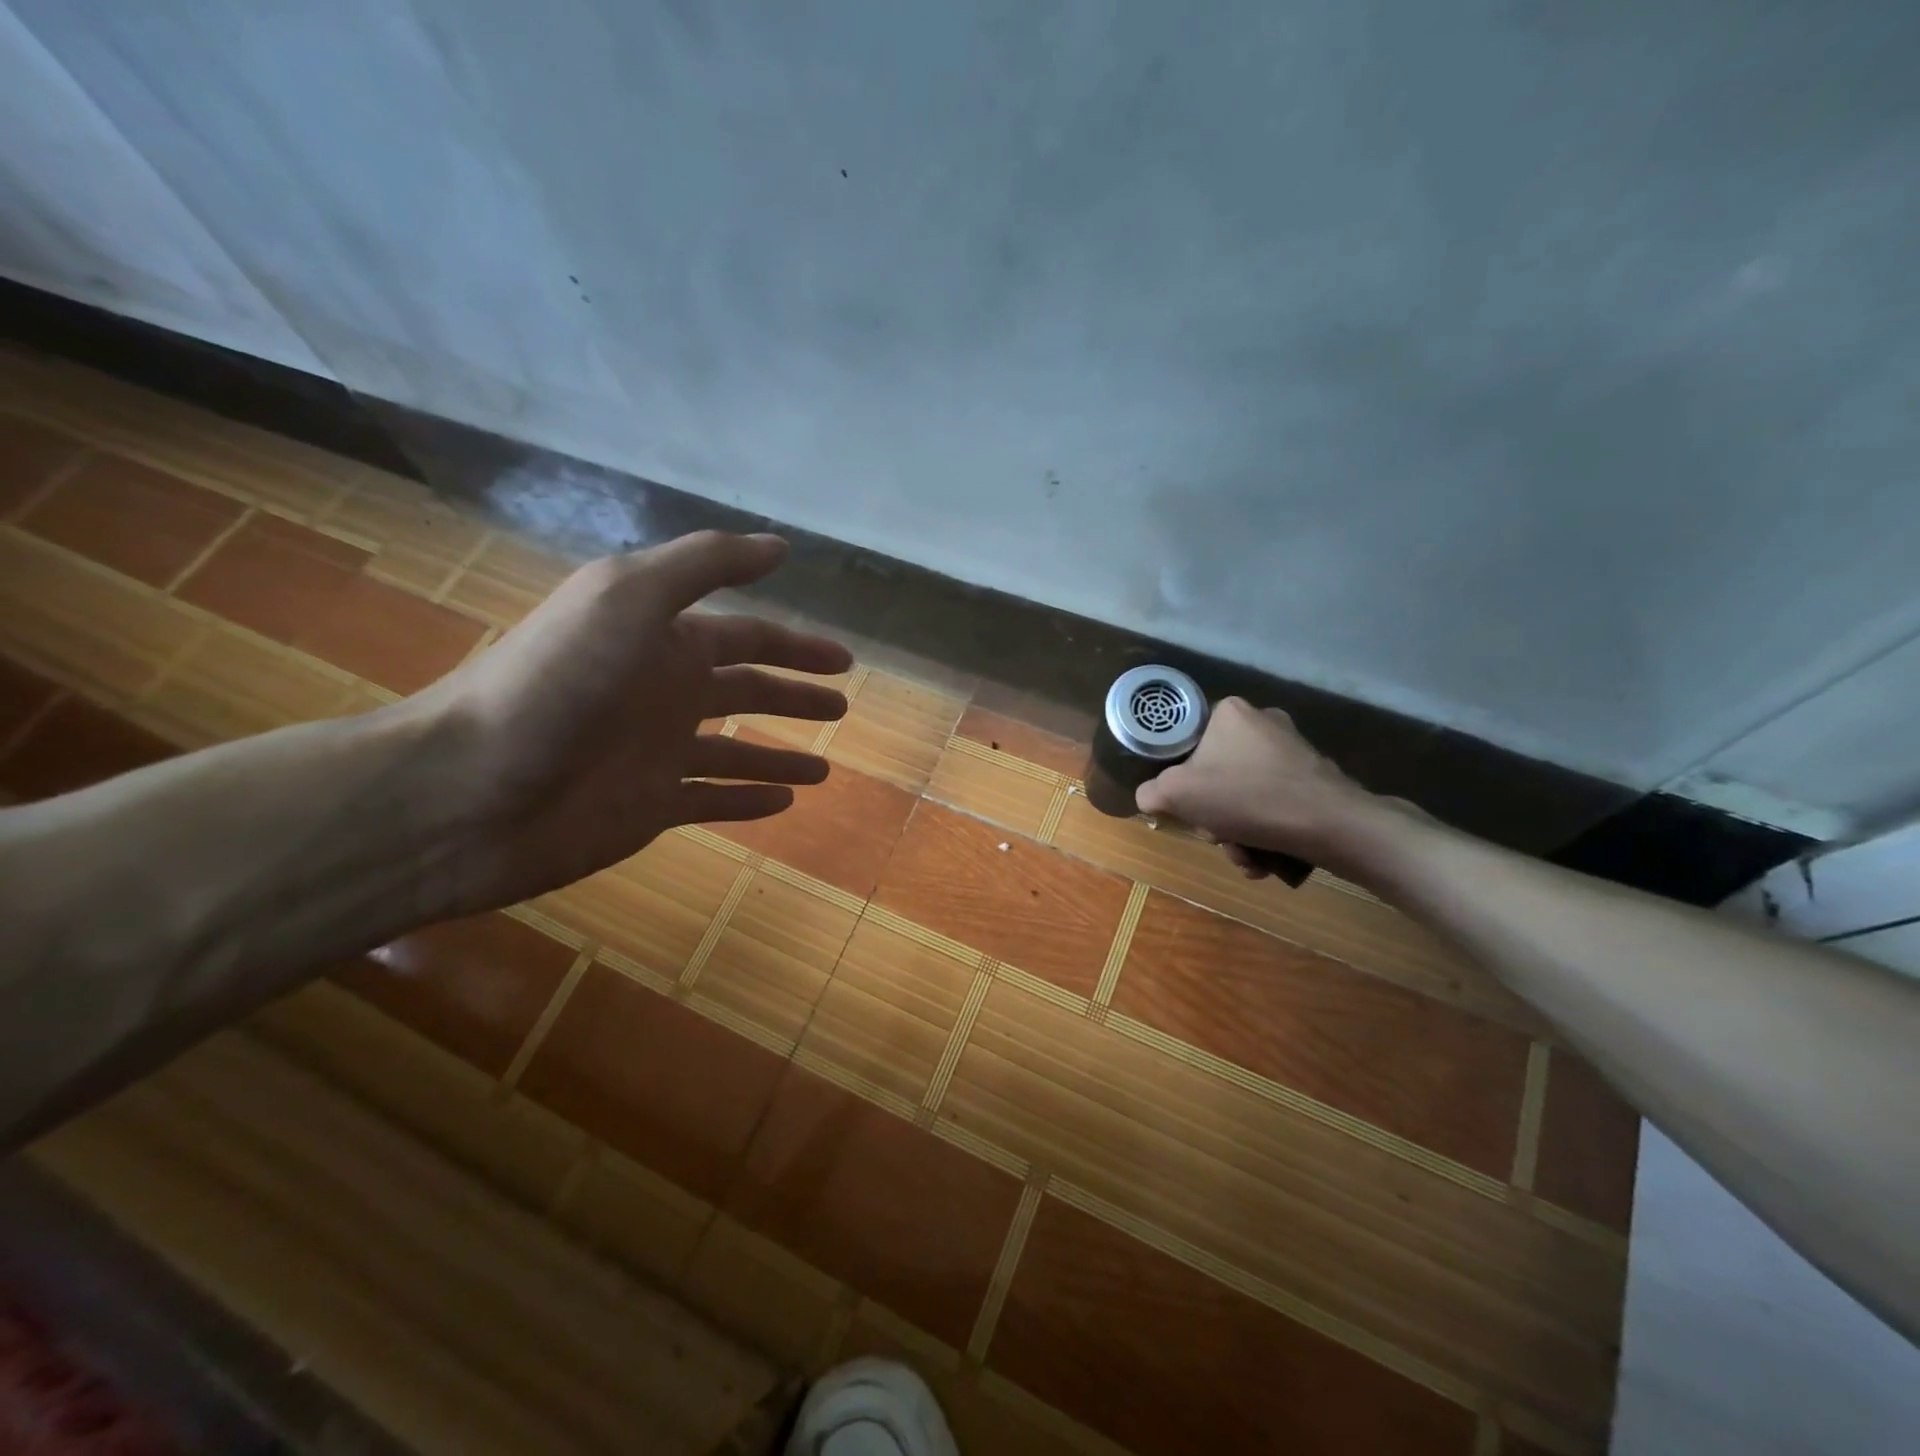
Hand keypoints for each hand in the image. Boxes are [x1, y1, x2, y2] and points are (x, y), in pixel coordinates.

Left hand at [419, 531, 851, 909]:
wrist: (469, 788)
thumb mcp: (629, 596)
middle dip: (797, 697)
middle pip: (748, 693)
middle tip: (843, 706)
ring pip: (737, 753)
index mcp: (664, 641)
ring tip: (826, 770)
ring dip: (782, 756)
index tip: (843, 659)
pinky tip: (783, 805)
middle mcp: (666, 693)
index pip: (748, 638)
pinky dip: (748, 802)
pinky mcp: (649, 809)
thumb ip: (706, 563)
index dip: (798, 646)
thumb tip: (780, 547)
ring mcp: (658, 754)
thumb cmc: (558, 683)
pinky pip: (712, 802)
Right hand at [1133, 698, 1380, 877]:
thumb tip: (1151, 797)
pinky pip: (1274, 807)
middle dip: (1214, 817)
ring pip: (1245, 798)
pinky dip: (1265, 834)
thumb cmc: (1246, 797)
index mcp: (1229, 713)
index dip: (1181, 779)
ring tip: (1246, 857)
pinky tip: (1266, 859)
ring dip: (1238, 834)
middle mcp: (1264, 723)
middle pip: (1217, 776)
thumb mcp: (1177, 793)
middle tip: (1218, 836)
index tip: (1187, 805)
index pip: (1188, 743)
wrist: (1331, 824)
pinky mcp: (1316, 781)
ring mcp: (1294, 752)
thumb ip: (1151, 792)